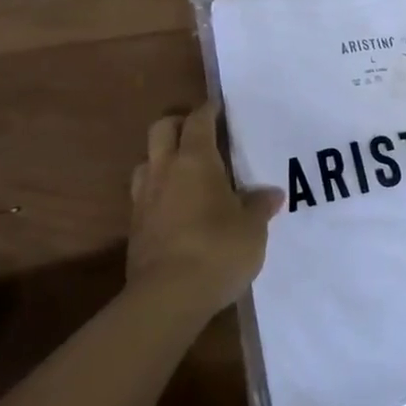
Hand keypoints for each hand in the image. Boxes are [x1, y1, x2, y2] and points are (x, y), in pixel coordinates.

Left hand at [127, 102, 281, 318]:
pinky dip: (157, 191)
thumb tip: (271, 194)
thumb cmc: (217, 250)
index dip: (208, 111)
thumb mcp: (252, 229)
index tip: (218, 108)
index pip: (198, 121)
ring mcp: (143, 198)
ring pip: (146, 161)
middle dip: (178, 124)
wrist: (167, 297)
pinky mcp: (134, 227)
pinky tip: (173, 207)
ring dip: (161, 158)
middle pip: (161, 129)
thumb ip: (259, 206)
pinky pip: (143, 194)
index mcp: (195, 161)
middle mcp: (165, 170)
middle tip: (197, 132)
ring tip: (181, 171)